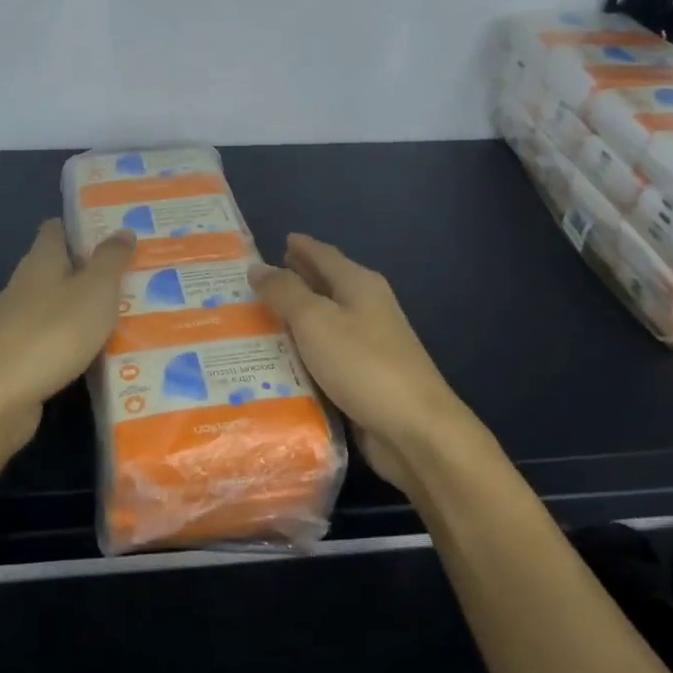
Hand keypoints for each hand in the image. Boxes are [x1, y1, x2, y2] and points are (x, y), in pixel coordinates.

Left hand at [0, 219, 135, 455]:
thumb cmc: (53, 332)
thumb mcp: (96, 290)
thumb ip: (111, 259)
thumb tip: (123, 230)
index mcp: (41, 259)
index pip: (57, 228)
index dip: (83, 227)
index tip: (115, 233)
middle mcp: (25, 283)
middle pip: (59, 266)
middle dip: (91, 269)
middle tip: (131, 275)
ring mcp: (16, 321)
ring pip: (57, 303)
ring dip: (84, 307)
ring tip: (124, 314)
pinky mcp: (16, 355)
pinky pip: (52, 336)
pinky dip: (73, 339)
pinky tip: (97, 352)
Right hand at [250, 234, 466, 491]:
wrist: (415, 431)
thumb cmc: (364, 364)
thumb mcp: (315, 321)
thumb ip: (285, 292)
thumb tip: (258, 267)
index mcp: (359, 284)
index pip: (323, 254)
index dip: (300, 247)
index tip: (276, 240)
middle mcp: (367, 308)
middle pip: (326, 286)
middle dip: (295, 281)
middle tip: (257, 282)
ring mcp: (369, 345)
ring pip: (324, 323)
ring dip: (295, 321)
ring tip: (257, 322)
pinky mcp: (365, 379)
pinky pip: (326, 357)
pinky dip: (304, 354)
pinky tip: (279, 363)